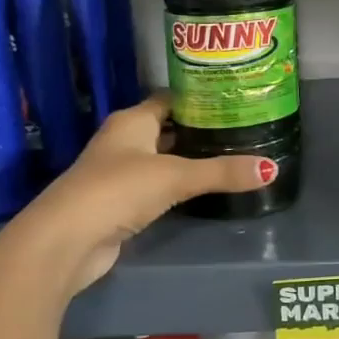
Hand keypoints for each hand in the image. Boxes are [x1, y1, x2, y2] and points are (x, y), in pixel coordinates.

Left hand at [16, 94, 270, 294]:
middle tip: (243, 130)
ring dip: (190, 159)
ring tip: (233, 156)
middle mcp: (124, 140)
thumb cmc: (118, 190)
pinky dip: (178, 185)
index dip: (200, 98)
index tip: (235, 101)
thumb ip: (221, 172)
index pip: (171, 99)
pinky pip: (157, 185)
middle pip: (168, 128)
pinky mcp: (120, 202)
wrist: (66, 240)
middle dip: (200, 129)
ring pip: (163, 158)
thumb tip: (271, 169)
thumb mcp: (175, 177)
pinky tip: (204, 189)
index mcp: (132, 120)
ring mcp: (119, 172)